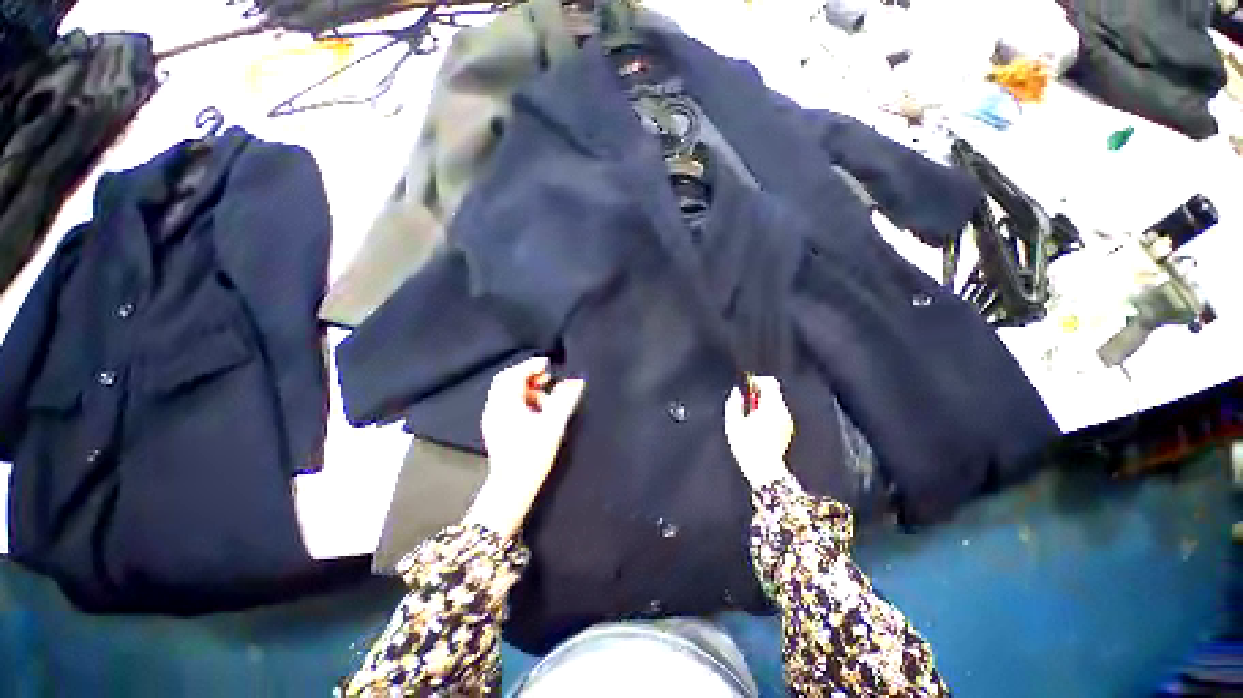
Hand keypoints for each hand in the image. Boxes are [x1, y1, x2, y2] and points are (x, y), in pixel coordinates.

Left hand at [465, 357, 585, 537]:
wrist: (512, 488)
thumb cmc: (532, 454)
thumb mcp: (553, 424)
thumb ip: (564, 399)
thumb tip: (576, 380)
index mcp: (505, 404)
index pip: (514, 374)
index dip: (531, 365)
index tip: (548, 363)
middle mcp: (495, 408)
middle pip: (507, 381)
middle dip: (528, 375)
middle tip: (547, 378)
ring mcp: (493, 419)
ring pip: (507, 393)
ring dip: (526, 389)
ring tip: (546, 398)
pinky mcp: (497, 429)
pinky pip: (507, 404)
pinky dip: (522, 400)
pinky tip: (537, 411)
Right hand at [724, 376, 792, 489]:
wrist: (765, 471)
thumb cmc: (748, 446)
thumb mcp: (733, 423)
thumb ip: (734, 403)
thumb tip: (736, 392)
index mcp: (771, 407)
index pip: (769, 382)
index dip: (756, 381)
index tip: (746, 386)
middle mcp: (782, 412)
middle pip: (774, 392)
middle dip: (759, 392)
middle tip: (745, 400)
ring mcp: (787, 421)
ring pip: (776, 403)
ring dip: (763, 403)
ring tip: (749, 414)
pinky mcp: (787, 430)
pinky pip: (778, 413)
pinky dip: (768, 412)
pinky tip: (757, 424)